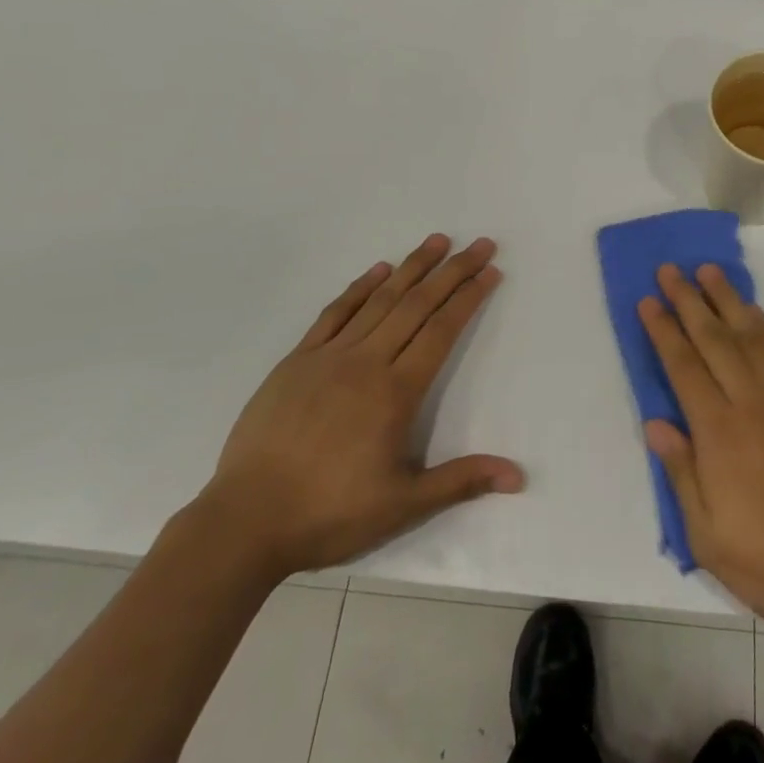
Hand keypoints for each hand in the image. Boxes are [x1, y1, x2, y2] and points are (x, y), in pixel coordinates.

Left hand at [199, 234, 523, 581]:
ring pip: (379, 300)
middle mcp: (366, 362)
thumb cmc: (330, 513)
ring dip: (411, 267)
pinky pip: (334, 313)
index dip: (468, 297)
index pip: (442, 331)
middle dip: (452, 271)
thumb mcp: (403, 505)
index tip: (490, 271)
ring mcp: (328, 357)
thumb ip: (461, 480)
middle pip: (417, 305)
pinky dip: (359, 288)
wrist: (245, 521)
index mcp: (396, 392)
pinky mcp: (296, 361)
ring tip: (437, 241)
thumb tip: (518, 476)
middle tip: (480, 244)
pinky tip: (377, 270)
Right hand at [640, 264, 763, 636]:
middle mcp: (752, 402)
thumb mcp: (709, 536)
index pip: (683, 367)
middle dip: (688, 301)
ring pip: (751, 335)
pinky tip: (755, 314)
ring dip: (727, 299)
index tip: (648, 301)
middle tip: (670, 269)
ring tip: (709, 271)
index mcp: (720, 432)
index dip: (663, 330)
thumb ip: (681, 473)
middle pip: (714, 339)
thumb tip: (655, 423)